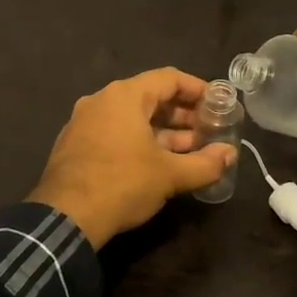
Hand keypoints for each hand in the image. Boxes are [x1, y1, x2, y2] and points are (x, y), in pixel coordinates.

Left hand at [29, 67, 237, 245]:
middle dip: (182, 114)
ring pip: (132, 117)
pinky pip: (115, 132)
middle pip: (150, 97)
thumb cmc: (122, 184)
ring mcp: (84, 122)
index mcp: (124, 96)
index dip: (198, 89)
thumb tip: (230, 155)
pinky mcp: (76, 145)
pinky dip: (139, 140)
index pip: (169, 78)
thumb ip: (205, 163)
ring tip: (190, 150)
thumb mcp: (170, 175)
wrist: (65, 218)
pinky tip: (157, 162)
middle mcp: (102, 100)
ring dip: (163, 131)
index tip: (218, 104)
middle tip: (208, 130)